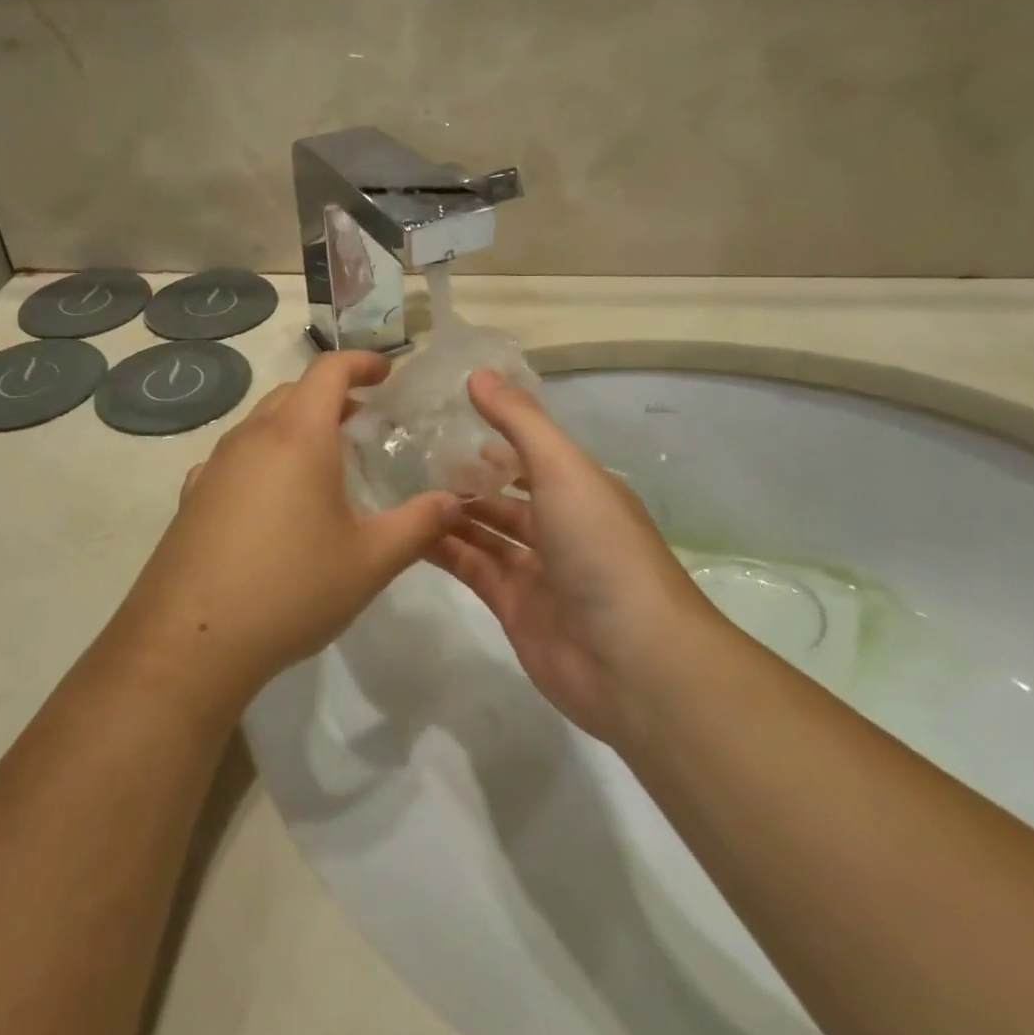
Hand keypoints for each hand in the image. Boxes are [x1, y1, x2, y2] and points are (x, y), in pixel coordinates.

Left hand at [118, 351, 465, 703]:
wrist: (191, 642)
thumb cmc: (292, 589)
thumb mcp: (370, 561)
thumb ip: (419, 525)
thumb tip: (454, 502)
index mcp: (299, 436)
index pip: (329, 371)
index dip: (362, 362)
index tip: (387, 372)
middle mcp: (252, 437)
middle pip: (293, 392)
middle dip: (330, 394)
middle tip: (362, 420)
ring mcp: (215, 466)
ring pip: (260, 422)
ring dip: (295, 424)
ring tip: (321, 460)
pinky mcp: (192, 497)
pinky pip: (234, 457)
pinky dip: (262, 456)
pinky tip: (270, 497)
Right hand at [428, 371, 716, 745]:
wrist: (633, 661)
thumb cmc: (601, 547)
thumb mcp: (563, 469)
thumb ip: (519, 421)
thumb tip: (477, 373)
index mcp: (580, 489)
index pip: (530, 454)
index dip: (493, 436)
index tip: (444, 417)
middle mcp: (560, 525)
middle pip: (505, 495)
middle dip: (466, 477)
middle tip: (410, 455)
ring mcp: (536, 570)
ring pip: (484, 532)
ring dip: (449, 512)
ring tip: (399, 487)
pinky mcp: (512, 608)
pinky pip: (472, 568)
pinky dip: (444, 550)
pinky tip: (406, 530)